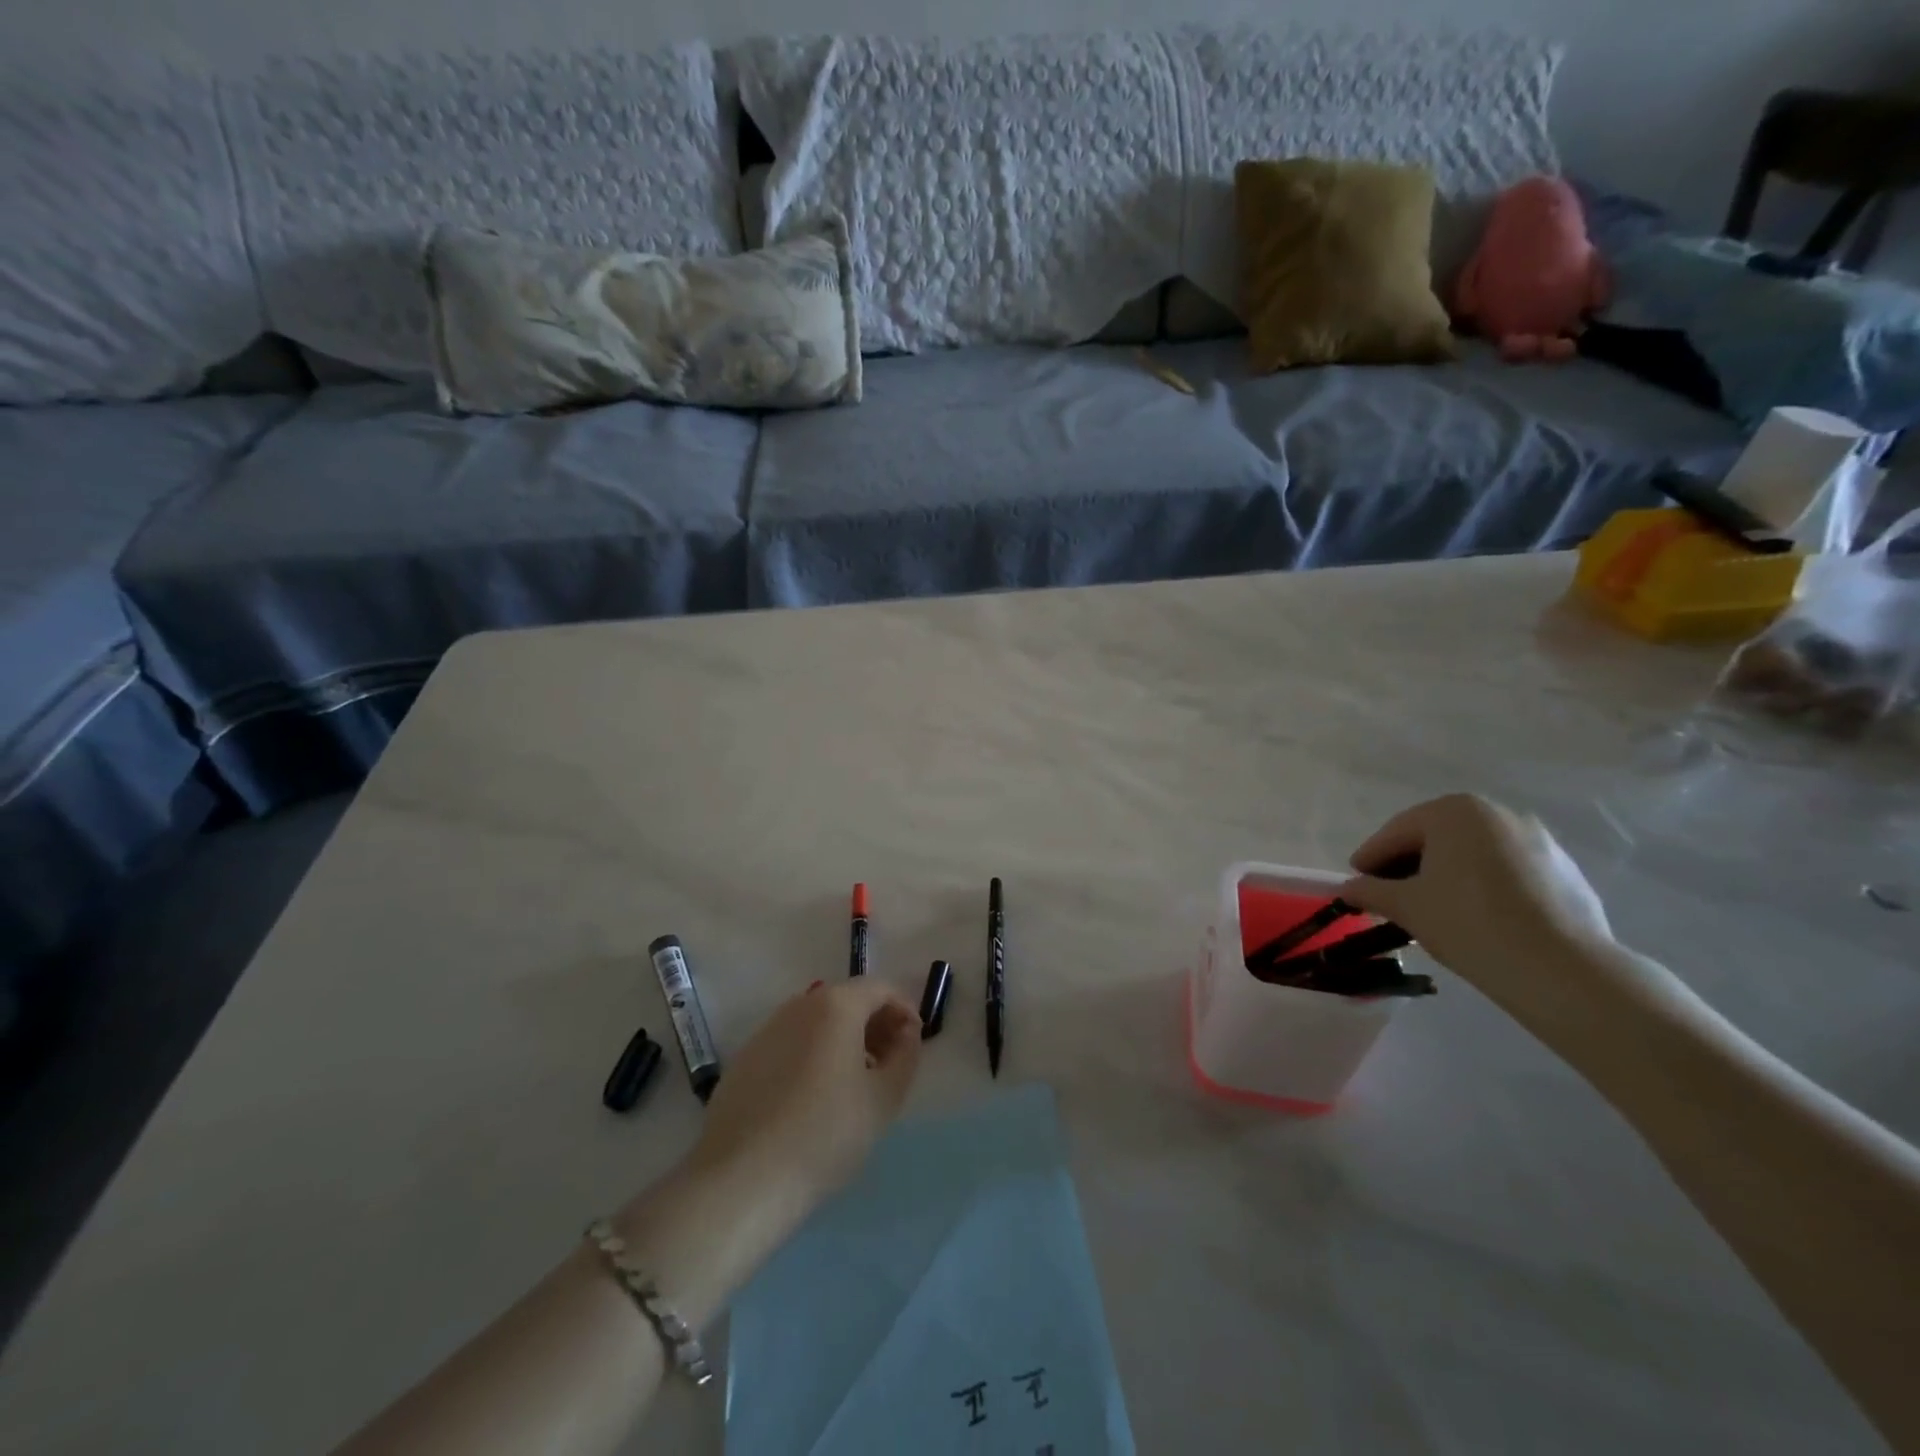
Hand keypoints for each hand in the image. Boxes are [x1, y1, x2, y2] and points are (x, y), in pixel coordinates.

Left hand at [687, 979, 921, 1207]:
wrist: (741, 1180)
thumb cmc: (825, 1134)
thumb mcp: (883, 1099)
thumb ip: (905, 1056)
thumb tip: (906, 1032)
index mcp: (836, 1005)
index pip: (880, 988)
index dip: (904, 1010)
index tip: (914, 1045)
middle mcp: (799, 1006)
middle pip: (847, 1000)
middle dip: (875, 1025)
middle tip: (889, 1065)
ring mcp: (767, 1031)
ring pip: (817, 1022)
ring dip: (844, 1040)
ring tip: (855, 1084)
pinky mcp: (744, 1059)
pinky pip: (791, 1044)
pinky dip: (813, 1055)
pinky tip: (814, 1099)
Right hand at [1339, 794, 1617, 1025]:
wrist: (1561, 969)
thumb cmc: (1468, 922)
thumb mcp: (1406, 906)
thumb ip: (1370, 890)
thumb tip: (1347, 888)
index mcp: (1455, 811)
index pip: (1397, 832)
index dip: (1370, 858)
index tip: (1355, 881)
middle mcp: (1498, 813)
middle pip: (1436, 838)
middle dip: (1409, 865)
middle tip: (1390, 895)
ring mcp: (1538, 840)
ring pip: (1474, 855)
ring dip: (1447, 875)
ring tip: (1432, 909)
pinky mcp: (1565, 871)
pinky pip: (1507, 873)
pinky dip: (1483, 887)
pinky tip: (1477, 918)